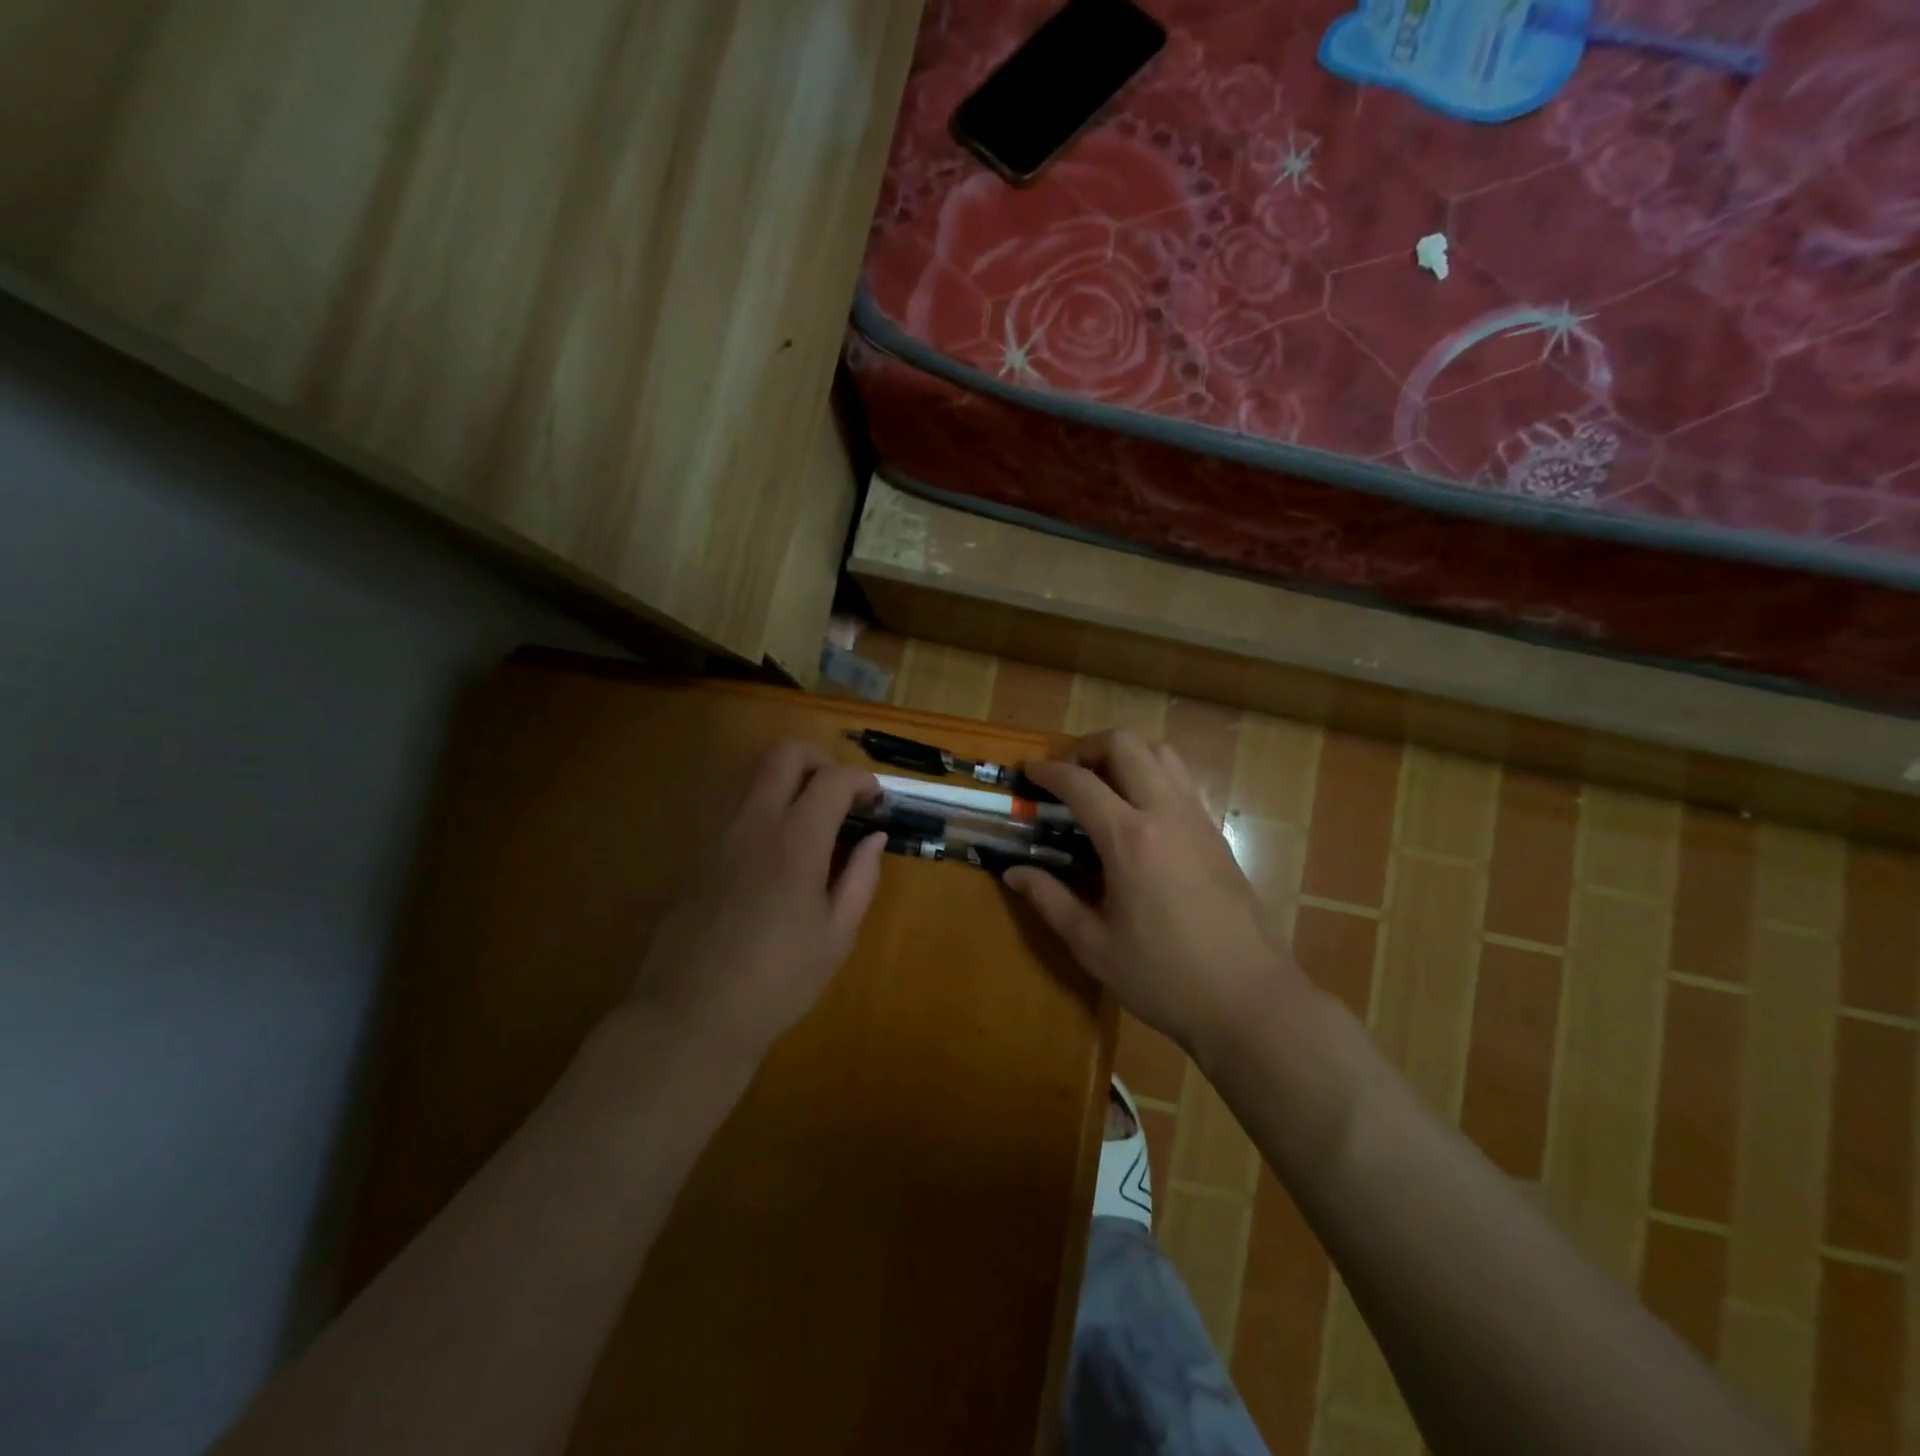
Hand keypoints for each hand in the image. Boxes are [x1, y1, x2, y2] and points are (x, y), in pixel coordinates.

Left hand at [630, 742, 885, 1062]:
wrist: (692, 1016)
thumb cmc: (778, 980)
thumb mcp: (837, 935)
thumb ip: (861, 878)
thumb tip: (873, 839)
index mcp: (796, 840)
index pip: (833, 779)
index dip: (863, 782)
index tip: (877, 803)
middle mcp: (755, 822)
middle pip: (785, 755)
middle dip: (821, 763)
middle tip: (842, 798)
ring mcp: (719, 834)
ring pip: (754, 776)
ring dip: (789, 782)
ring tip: (812, 823)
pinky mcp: (698, 854)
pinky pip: (735, 808)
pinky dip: (764, 808)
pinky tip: (777, 852)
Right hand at [1003, 730, 1306, 1063]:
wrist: (1249, 999)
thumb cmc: (1163, 977)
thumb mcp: (1094, 945)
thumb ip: (1050, 900)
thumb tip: (1014, 873)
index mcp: (1129, 839)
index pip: (1080, 782)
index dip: (1048, 771)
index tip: (1028, 772)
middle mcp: (1165, 813)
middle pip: (1126, 744)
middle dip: (1087, 746)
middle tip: (1066, 772)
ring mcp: (1197, 819)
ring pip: (1161, 752)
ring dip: (1125, 754)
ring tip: (1102, 783)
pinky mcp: (1217, 834)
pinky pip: (1181, 779)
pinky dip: (1152, 774)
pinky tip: (1138, 812)